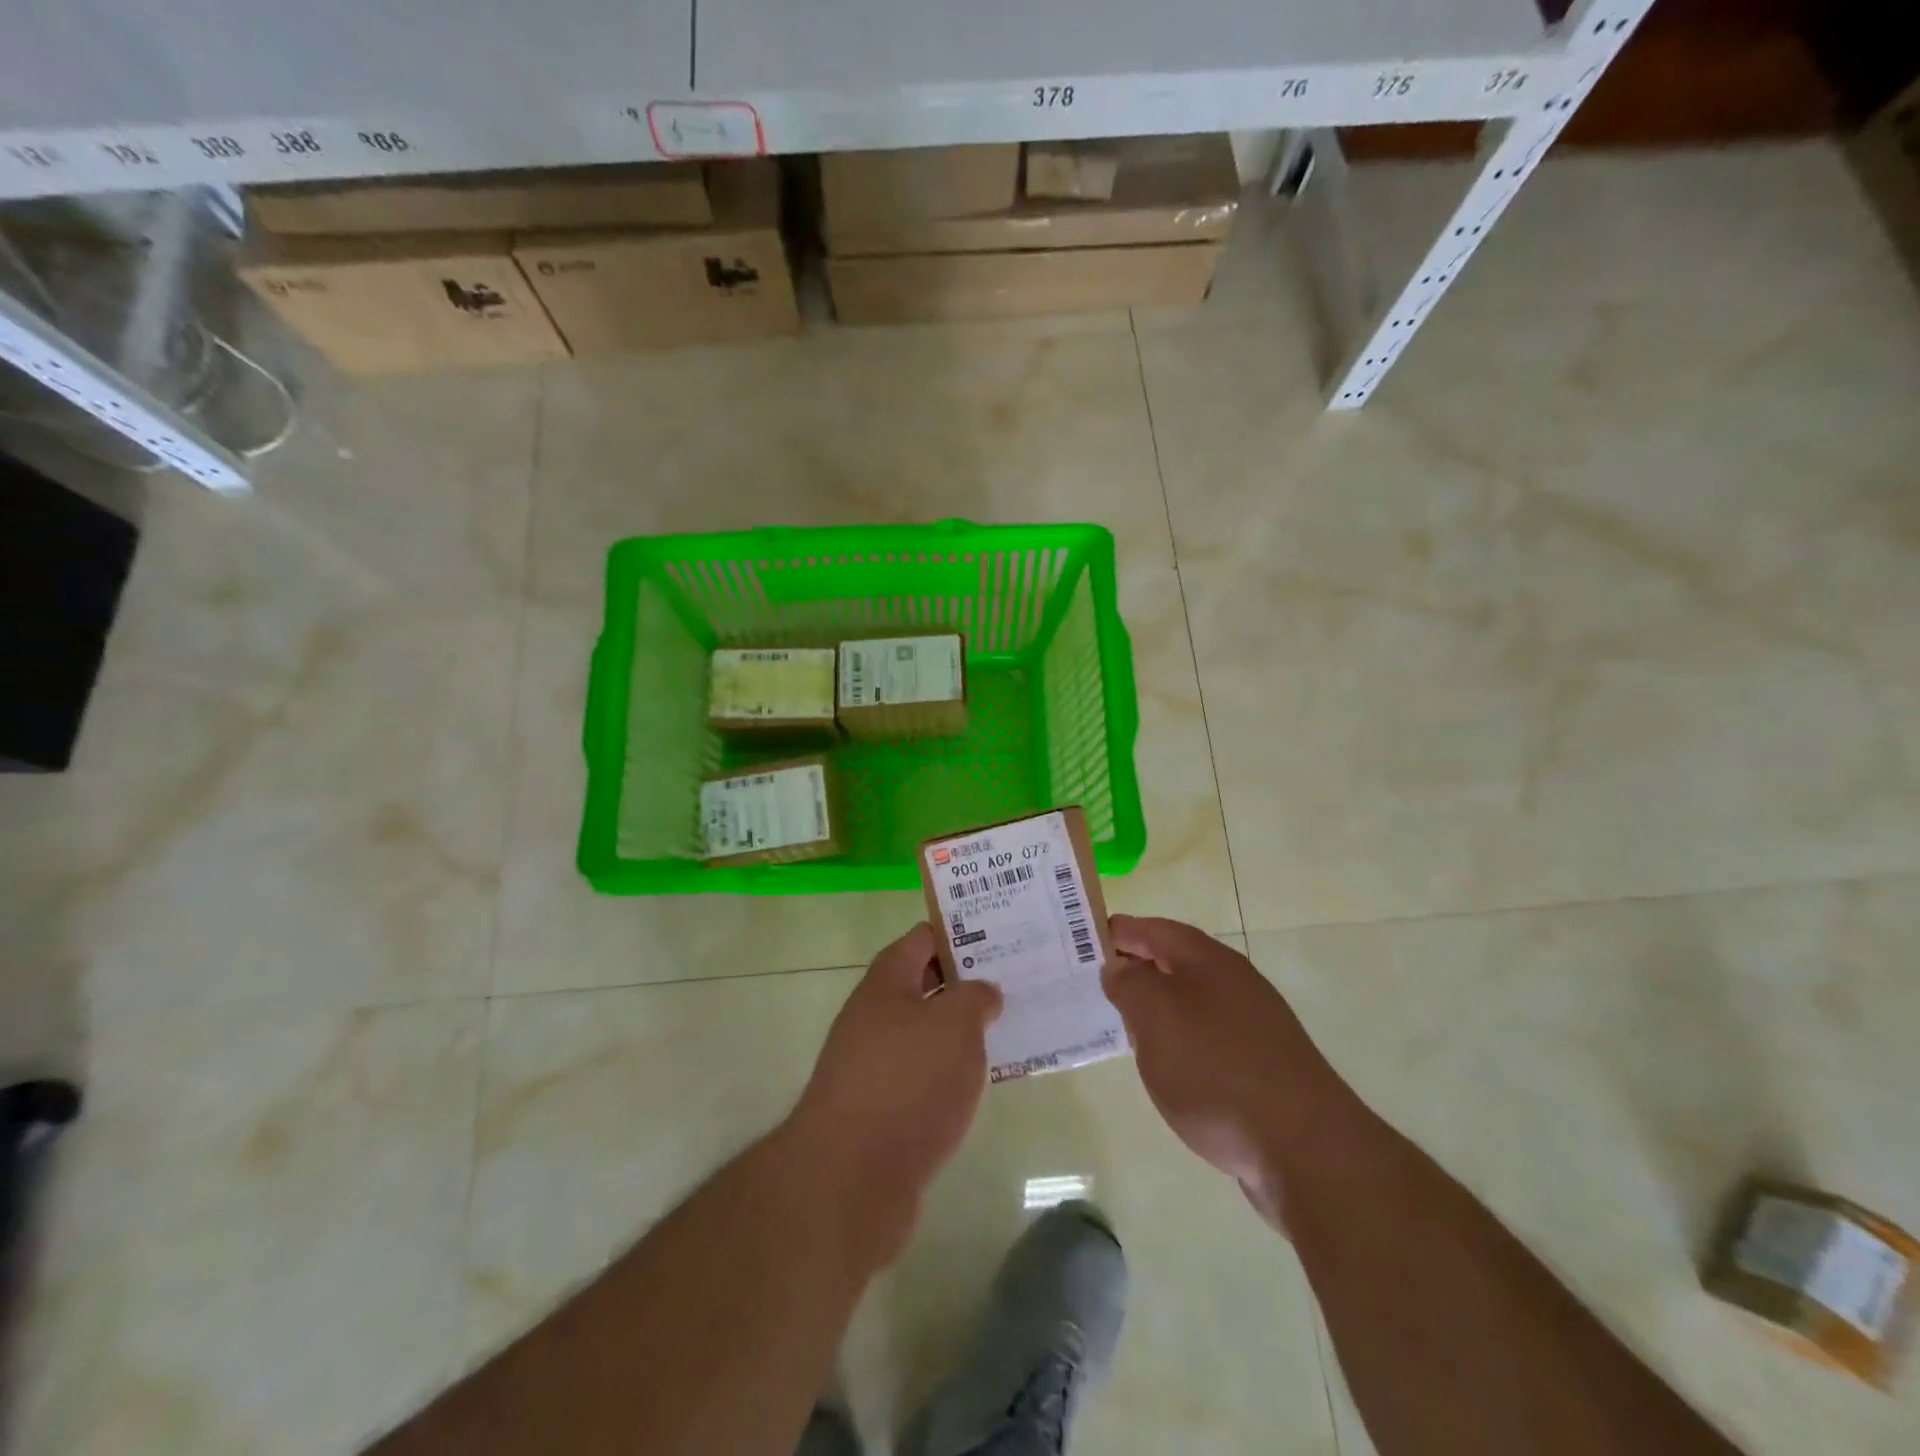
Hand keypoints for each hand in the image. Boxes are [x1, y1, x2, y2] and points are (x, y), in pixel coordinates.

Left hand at [786, 923, 1001, 1263]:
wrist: (850, 1177)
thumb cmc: (908, 1081)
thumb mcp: (955, 1024)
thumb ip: (975, 997)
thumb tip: (981, 992)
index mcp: (887, 982)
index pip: (922, 939)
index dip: (959, 933)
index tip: (1000, 936)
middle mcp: (874, 1016)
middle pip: (923, 985)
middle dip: (965, 983)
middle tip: (1015, 982)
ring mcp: (873, 1064)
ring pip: (925, 1033)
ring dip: (960, 1031)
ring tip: (1008, 1030)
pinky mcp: (880, 1110)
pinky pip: (922, 1076)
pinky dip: (949, 1074)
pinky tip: (980, 1083)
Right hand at [1103, 916, 1356, 1226]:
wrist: (1304, 1149)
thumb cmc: (1216, 1069)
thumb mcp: (1155, 1016)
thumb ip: (1129, 983)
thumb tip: (1119, 967)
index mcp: (1208, 959)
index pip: (1152, 929)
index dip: (1115, 932)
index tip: (1076, 943)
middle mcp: (1233, 982)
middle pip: (1172, 962)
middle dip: (1131, 970)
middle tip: (1088, 985)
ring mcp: (1250, 1025)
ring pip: (1188, 1003)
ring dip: (1153, 1009)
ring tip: (1117, 1026)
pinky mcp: (1259, 1067)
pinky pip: (1204, 1039)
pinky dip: (1177, 1042)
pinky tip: (1163, 1067)